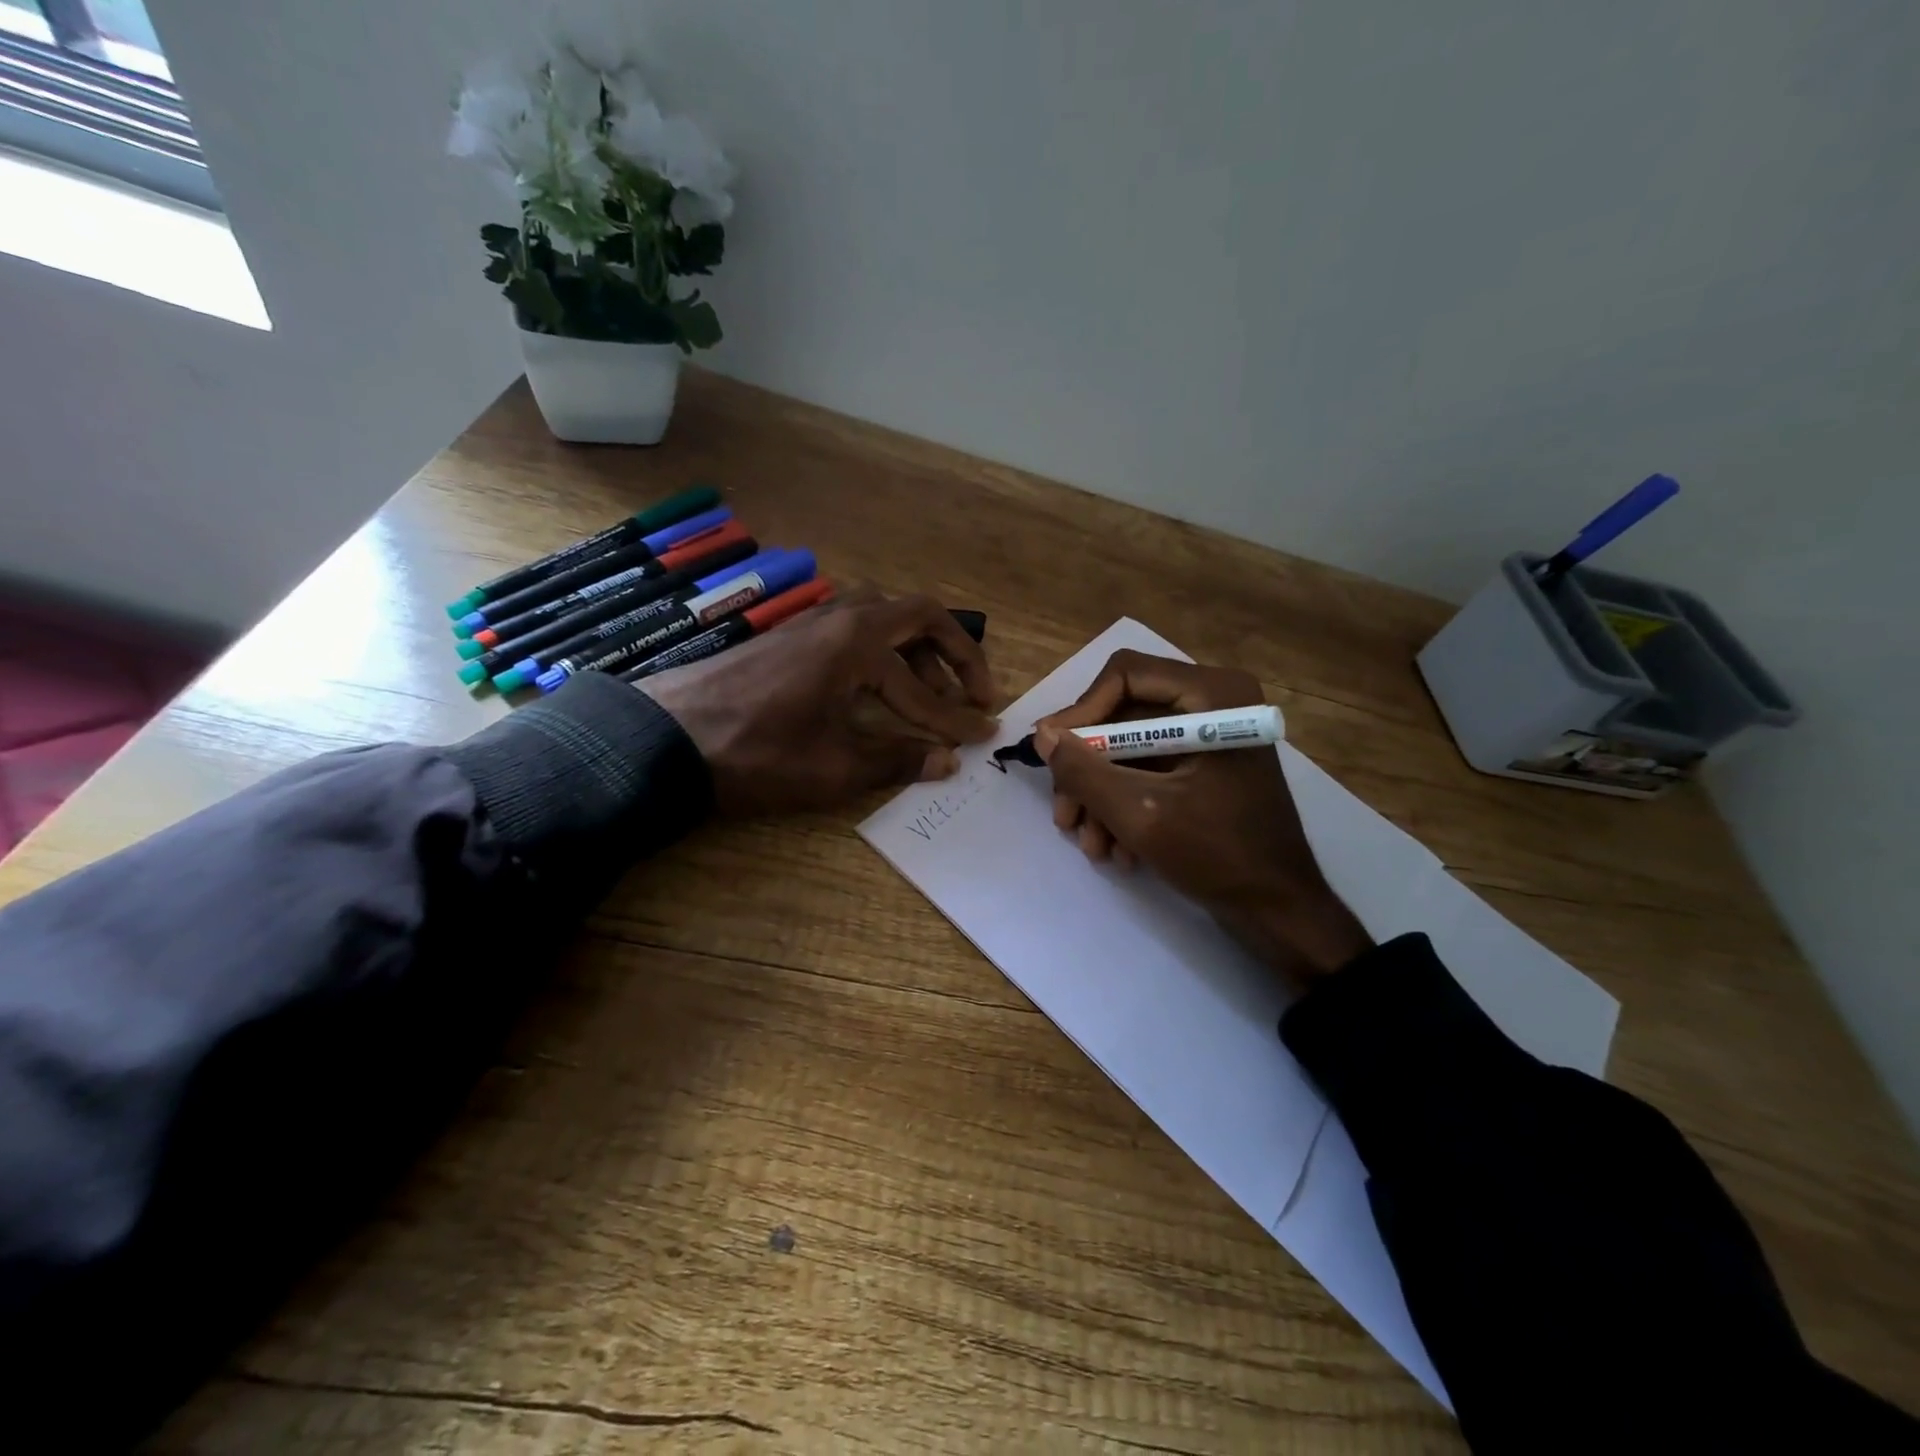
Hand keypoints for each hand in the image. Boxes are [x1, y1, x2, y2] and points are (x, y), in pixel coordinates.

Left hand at [639, 587, 997, 816]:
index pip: (922, 686)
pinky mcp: (793, 635)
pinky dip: (883, 649)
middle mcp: (841, 618)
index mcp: (856, 644)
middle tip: (977, 691)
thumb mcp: (833, 768)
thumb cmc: (755, 754)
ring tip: (931, 692)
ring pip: (885, 616)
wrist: (666, 738)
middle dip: (956, 654)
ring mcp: (813, 621)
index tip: (984, 736)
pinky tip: (880, 682)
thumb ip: (897, 760)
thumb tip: (947, 762)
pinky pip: (855, 626)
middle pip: (918, 617)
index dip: (956, 718)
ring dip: (918, 650)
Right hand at [1036, 650, 1371, 979]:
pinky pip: (1150, 771)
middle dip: (1088, 770)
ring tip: (1090, 844)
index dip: (1081, 712)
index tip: (1052, 755)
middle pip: (1122, 715)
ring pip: (1130, 749)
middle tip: (1064, 813)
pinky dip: (1127, 805)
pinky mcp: (1204, 768)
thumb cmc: (1218, 854)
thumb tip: (1042, 734)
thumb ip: (1084, 771)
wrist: (1279, 911)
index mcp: (1212, 694)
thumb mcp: (1139, 813)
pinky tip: (1118, 850)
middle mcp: (1212, 703)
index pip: (1124, 675)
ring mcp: (1209, 737)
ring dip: (1102, 796)